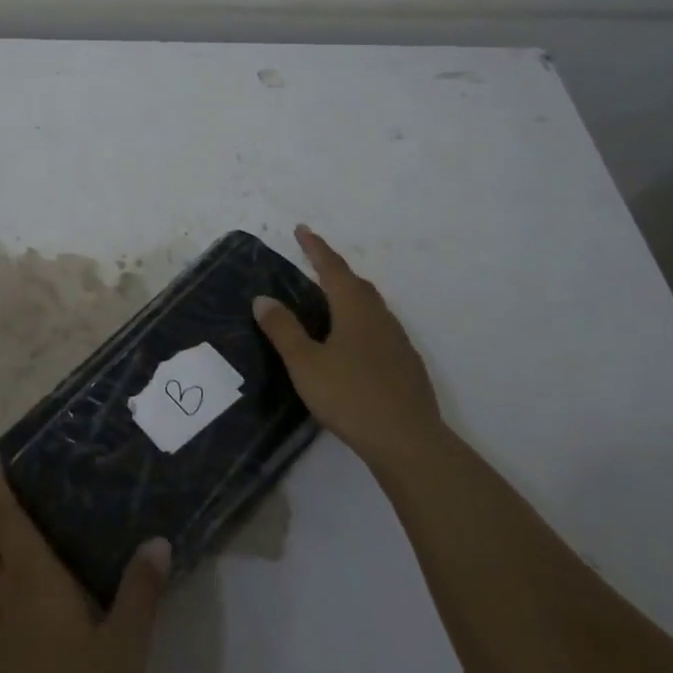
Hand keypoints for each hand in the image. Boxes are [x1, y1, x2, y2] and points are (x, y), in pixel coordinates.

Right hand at [254, 224, 441, 461]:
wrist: (409, 442)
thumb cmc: (350, 397)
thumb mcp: (305, 363)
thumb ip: (283, 329)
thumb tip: (263, 298)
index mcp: (354, 309)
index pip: (331, 268)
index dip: (315, 248)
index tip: (302, 229)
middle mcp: (379, 317)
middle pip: (356, 283)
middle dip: (333, 269)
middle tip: (313, 263)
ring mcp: (397, 341)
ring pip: (370, 306)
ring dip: (349, 295)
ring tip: (330, 300)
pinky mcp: (406, 365)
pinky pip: (379, 328)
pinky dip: (360, 321)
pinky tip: (353, 342)